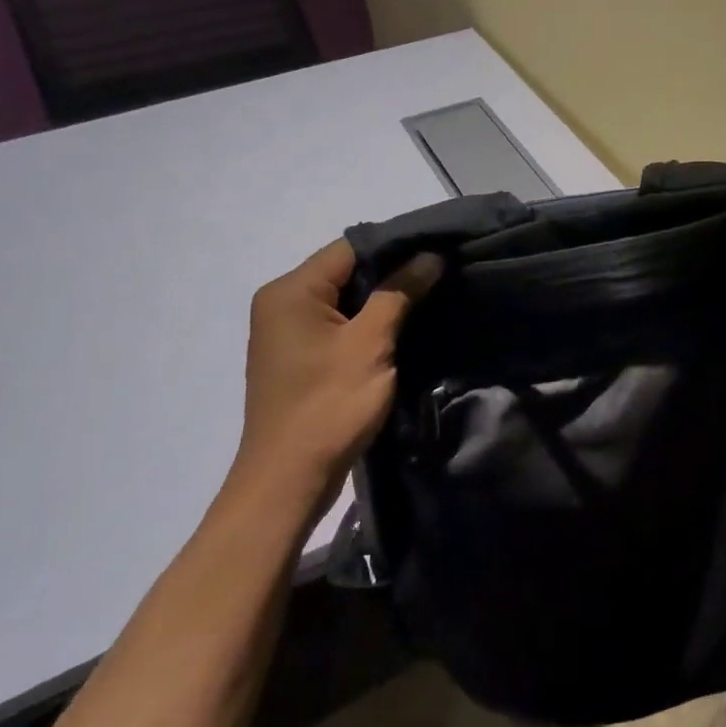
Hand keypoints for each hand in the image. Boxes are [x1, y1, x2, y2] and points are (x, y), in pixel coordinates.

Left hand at [237, 238, 442, 506]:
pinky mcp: (299, 357)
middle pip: (347, 271)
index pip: (350, 248)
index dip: (397, 246)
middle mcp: (282, 303)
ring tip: (431, 296)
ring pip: (345, 299)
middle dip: (394, 272)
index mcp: (290, 291)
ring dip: (384, 299)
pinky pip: (338, 324)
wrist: (288, 481)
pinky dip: (368, 323)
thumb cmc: (328, 405)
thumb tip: (430, 256)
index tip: (440, 250)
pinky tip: (403, 327)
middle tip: (442, 273)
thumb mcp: (371, 344)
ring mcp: (287, 332)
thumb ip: (400, 292)